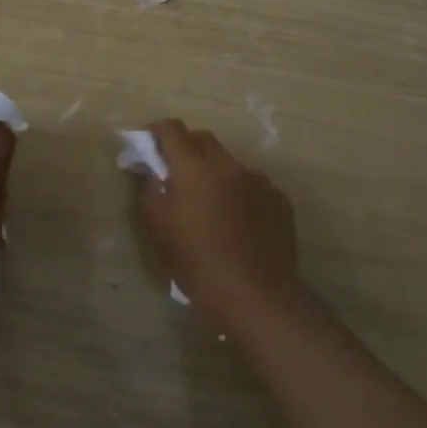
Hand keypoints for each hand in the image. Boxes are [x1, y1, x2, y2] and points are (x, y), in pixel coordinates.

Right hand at [135, 119, 301, 329]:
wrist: (258, 298)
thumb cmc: (199, 265)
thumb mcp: (160, 230)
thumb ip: (149, 189)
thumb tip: (146, 167)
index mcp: (194, 168)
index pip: (172, 129)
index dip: (157, 131)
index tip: (149, 145)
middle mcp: (228, 164)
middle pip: (203, 139)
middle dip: (187, 148)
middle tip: (176, 175)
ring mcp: (258, 180)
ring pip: (230, 163)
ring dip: (215, 173)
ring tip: (211, 206)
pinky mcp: (279, 199)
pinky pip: (253, 184)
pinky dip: (240, 193)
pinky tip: (239, 223)